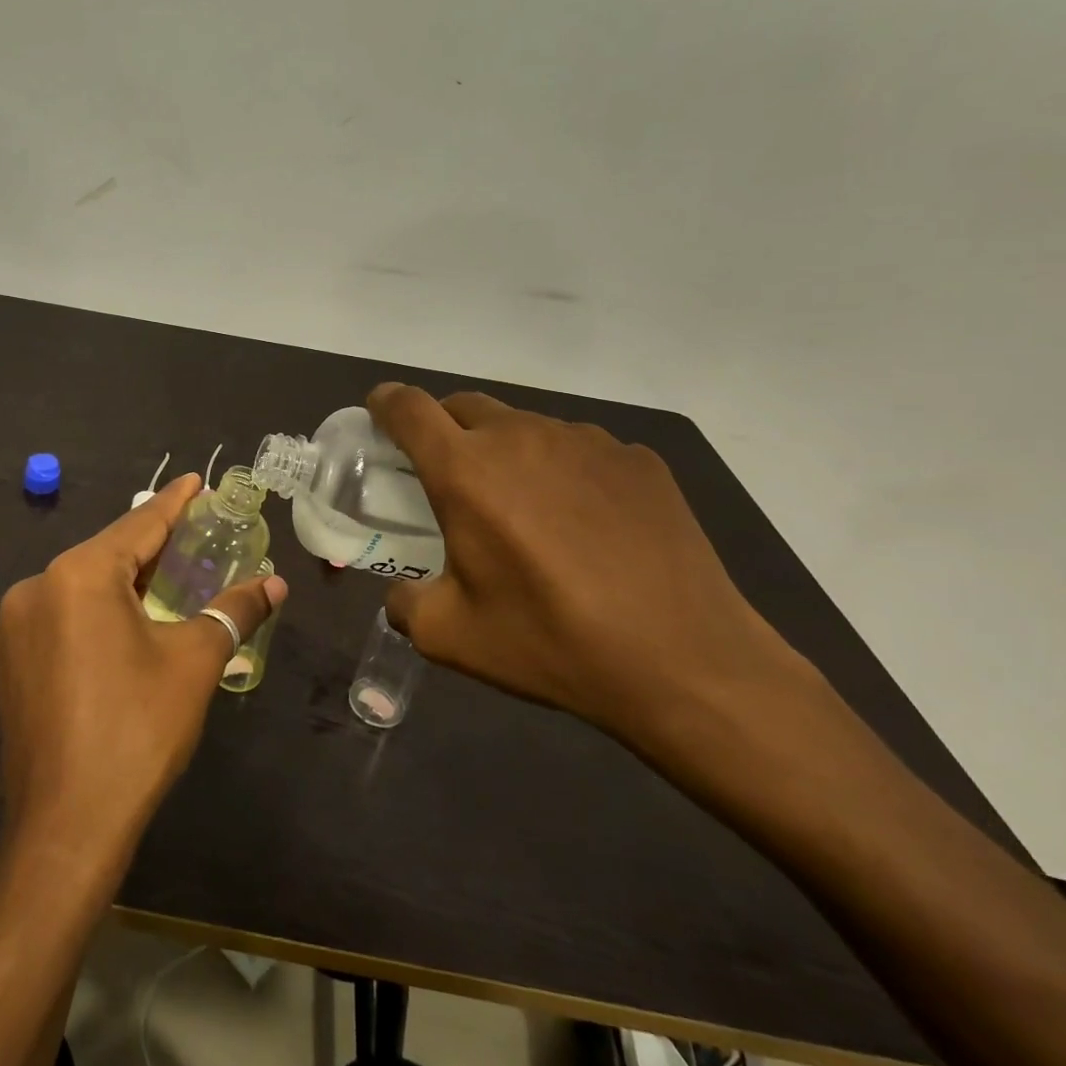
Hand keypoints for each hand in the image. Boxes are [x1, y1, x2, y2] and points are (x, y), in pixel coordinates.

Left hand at [0, 474, 285, 865]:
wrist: (66, 828)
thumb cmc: (137, 731)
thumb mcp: (194, 662)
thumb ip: (234, 611)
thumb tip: (275, 585)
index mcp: (78, 575)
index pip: (139, 525)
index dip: (175, 503)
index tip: (198, 480)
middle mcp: (37, 587)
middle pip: (108, 553)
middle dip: (153, 543)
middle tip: (196, 531)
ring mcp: (16, 626)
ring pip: (83, 585)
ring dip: (125, 578)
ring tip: (167, 574)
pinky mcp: (10, 661)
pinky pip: (63, 615)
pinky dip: (98, 609)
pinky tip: (125, 622)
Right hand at [367, 383, 801, 751]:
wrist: (684, 661)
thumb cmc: (551, 643)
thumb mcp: (450, 637)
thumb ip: (405, 603)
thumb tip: (403, 594)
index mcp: (465, 471)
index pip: (408, 407)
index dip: (386, 404)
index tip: (381, 416)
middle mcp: (521, 437)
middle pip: (463, 406)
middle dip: (443, 429)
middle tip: (449, 477)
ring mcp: (586, 442)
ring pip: (523, 426)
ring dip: (505, 451)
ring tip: (525, 509)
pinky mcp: (636, 459)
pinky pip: (579, 449)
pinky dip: (562, 471)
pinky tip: (586, 524)